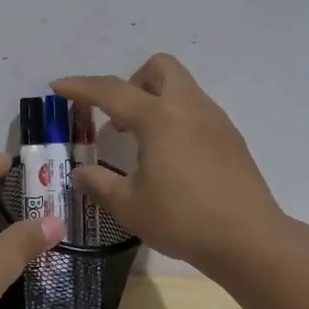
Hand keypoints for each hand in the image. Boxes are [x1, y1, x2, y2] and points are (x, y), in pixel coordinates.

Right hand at [54, 54, 290, 279]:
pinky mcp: (231, 139)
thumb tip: (81, 173)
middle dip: (131, 82)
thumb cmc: (182, 218)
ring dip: (154, 101)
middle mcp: (189, 108)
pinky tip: (169, 158)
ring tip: (139, 142)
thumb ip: (99, 183)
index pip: (112, 91)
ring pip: (181, 88)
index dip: (81, 87)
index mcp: (159, 118)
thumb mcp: (128, 205)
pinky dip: (175, 119)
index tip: (59, 86)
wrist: (249, 239)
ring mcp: (215, 121)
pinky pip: (196, 111)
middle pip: (159, 68)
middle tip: (117, 117)